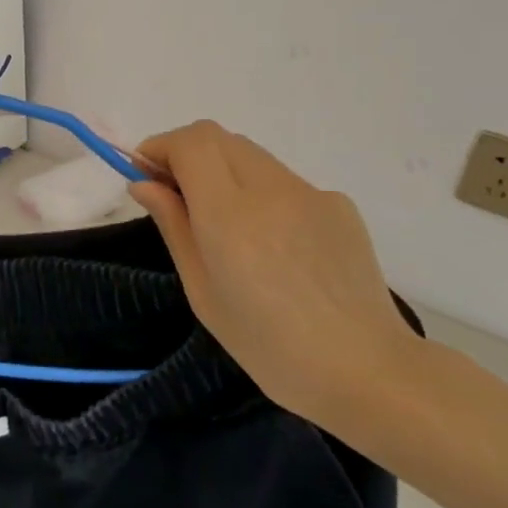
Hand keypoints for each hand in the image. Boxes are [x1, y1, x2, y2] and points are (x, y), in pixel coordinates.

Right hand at [128, 122, 423, 430]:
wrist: (364, 370)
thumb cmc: (267, 345)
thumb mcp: (202, 291)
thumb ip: (173, 226)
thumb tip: (144, 184)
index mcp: (230, 214)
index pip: (192, 143)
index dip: (161, 147)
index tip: (145, 173)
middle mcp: (272, 189)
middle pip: (219, 138)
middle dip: (188, 154)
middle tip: (176, 195)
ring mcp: (311, 193)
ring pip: (252, 157)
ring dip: (224, 171)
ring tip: (225, 225)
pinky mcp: (339, 205)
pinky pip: (285, 182)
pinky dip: (262, 195)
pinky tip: (274, 246)